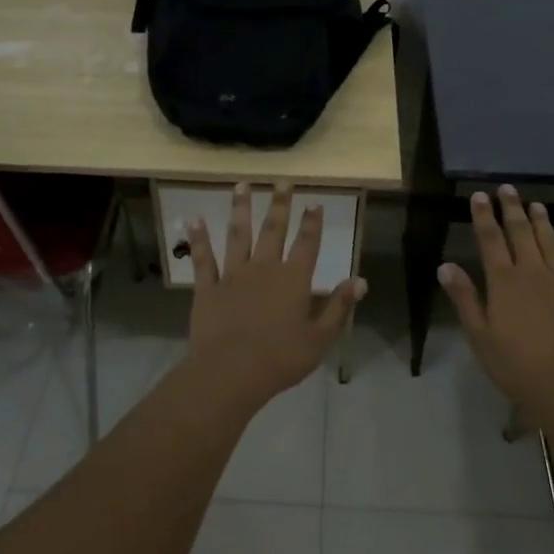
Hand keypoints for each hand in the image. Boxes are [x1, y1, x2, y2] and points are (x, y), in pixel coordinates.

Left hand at [183, 184, 366, 404]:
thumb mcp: (320, 338)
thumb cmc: (281, 358)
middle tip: (282, 181)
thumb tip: (361, 280)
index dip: (312, 222)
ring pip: (238, 235)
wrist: (231, 372)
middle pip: (273, 230)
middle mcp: (264, 268)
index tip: (314, 202)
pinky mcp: (208, 288)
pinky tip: (193, 220)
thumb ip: (338, 307)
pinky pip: (203, 259)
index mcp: (293, 280)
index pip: (307, 244)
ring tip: (241, 185)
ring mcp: (233, 275)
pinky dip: (198, 239)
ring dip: (240, 209)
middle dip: (279, 204)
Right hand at [438, 186, 553, 415]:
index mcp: (503, 282)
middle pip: (520, 233)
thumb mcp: (480, 336)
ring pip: (550, 242)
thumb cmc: (518, 366)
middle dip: (512, 209)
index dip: (484, 216)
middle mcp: (533, 272)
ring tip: (536, 204)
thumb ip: (465, 298)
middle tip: (508, 188)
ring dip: (541, 221)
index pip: (490, 240)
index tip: (479, 195)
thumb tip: (445, 265)